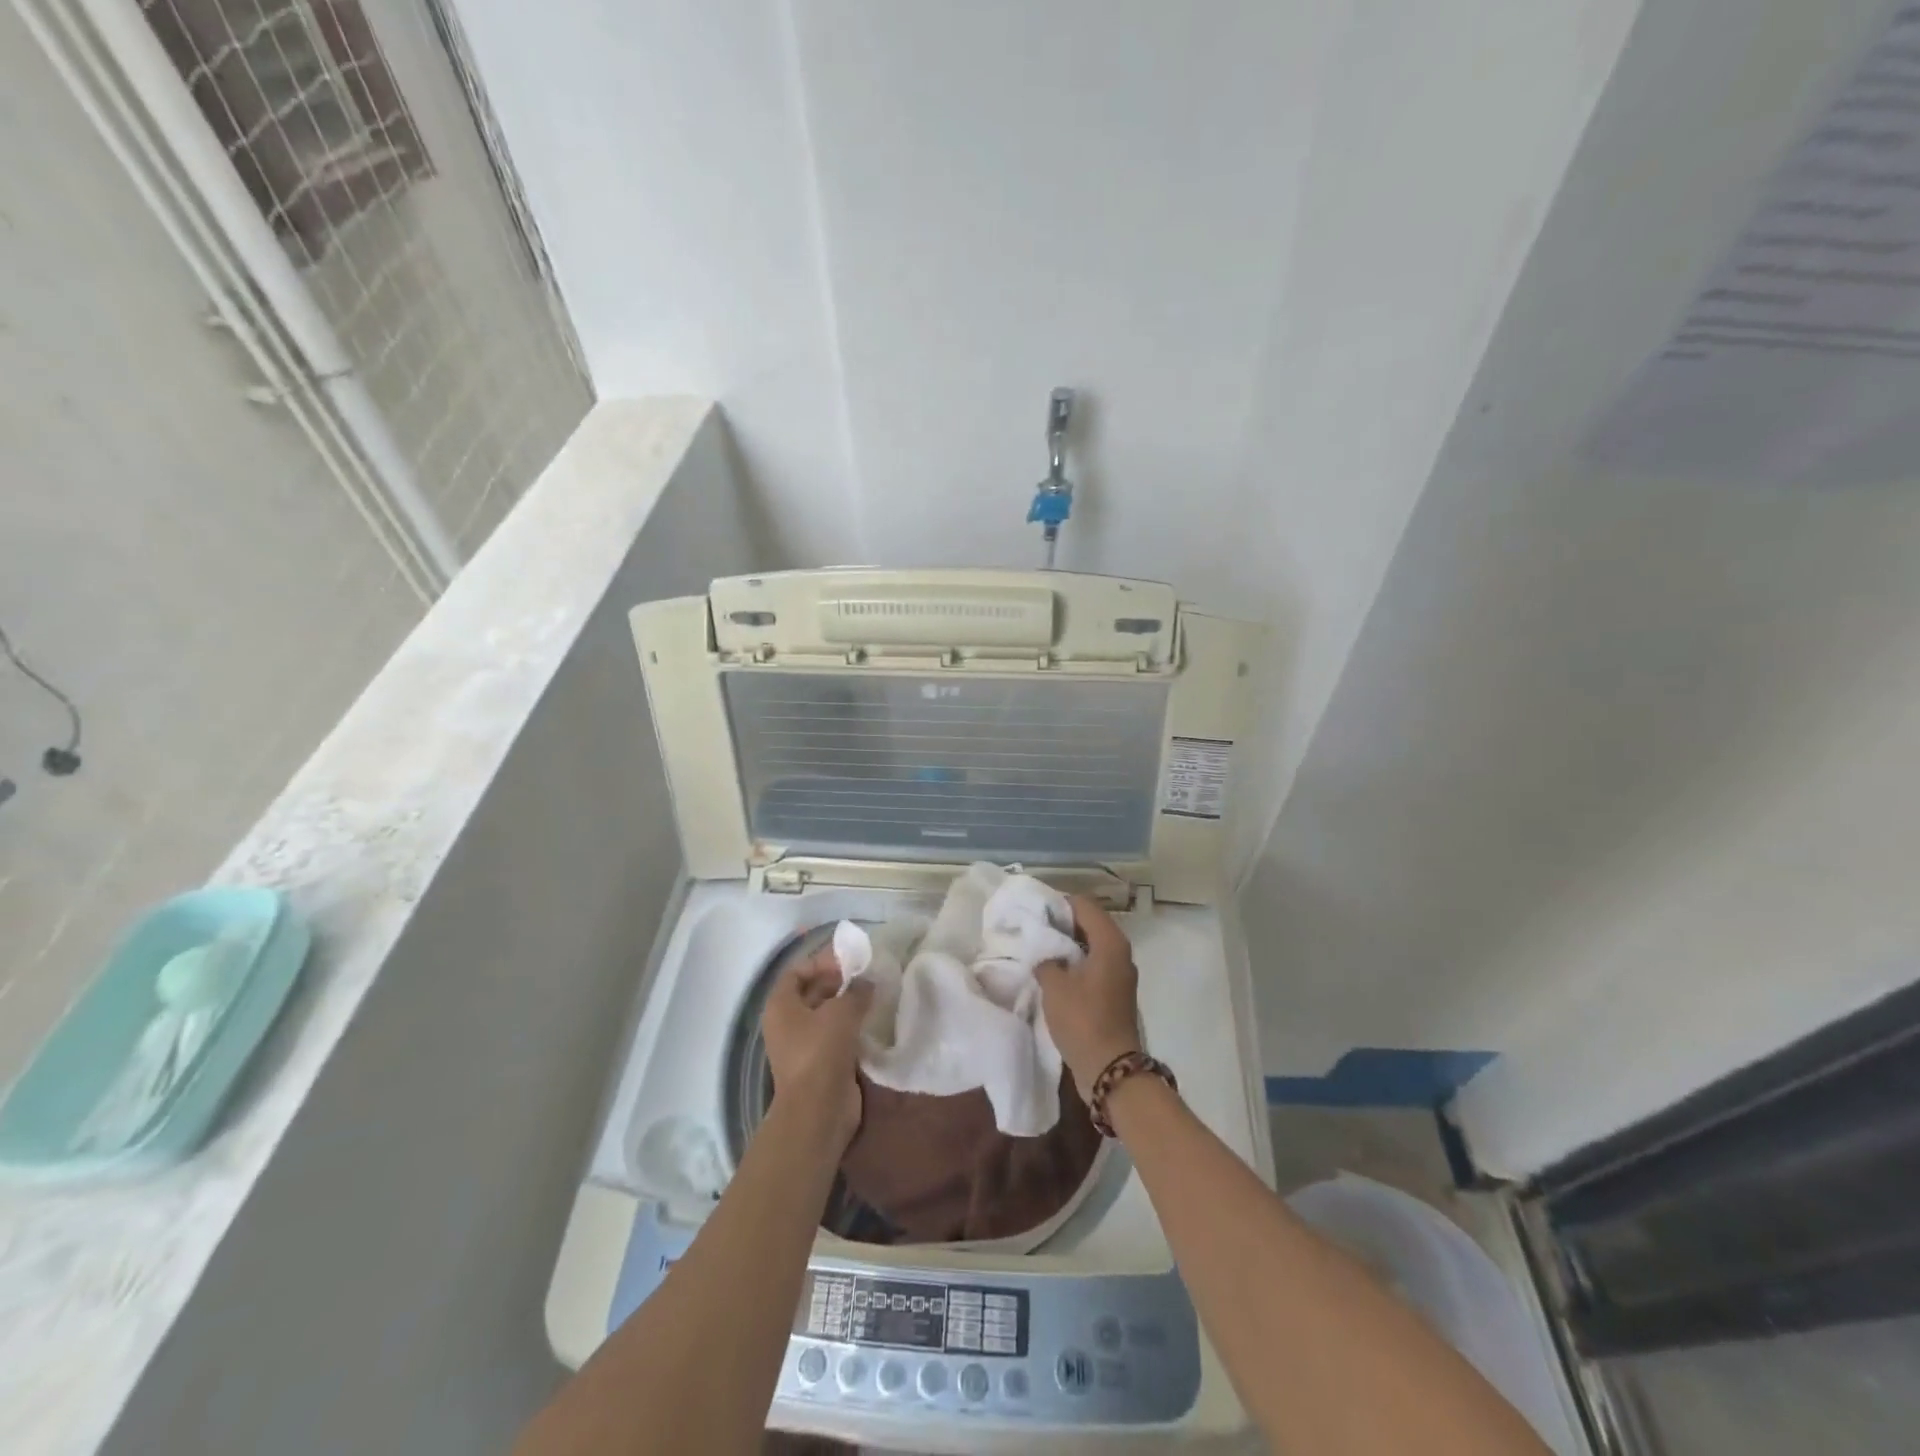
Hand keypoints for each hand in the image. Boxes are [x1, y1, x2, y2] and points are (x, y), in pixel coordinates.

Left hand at [761, 942, 872, 1153]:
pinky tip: (872, 1020)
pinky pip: (835, 1036)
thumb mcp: (842, 1012)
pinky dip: (851, 1027)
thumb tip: (867, 982)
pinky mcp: (820, 1063)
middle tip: (867, 975)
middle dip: (838, 982)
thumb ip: (856, 991)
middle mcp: (787, 1023)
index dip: (820, 962)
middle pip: (811, 992)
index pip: (797, 972)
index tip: (848, 961)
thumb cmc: (821, 1051)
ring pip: (825, 1015)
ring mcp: (802, 1045)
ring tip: (873, 994)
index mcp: (781, 1005)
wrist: (818, 1110)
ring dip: (847, 1005)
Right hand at [1036, 895, 1142, 1102]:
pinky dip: (1076, 962)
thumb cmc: (1082, 1020)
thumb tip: (1045, 953)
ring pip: (1092, 944)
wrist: (1110, 1069)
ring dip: (1068, 944)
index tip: (1034, 912)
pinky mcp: (1116, 991)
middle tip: (1034, 929)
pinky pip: (1094, 964)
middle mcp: (1120, 951)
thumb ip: (1046, 959)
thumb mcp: (1055, 985)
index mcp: (1110, 942)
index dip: (1058, 904)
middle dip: (1062, 924)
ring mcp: (1120, 973)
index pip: (1084, 905)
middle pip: (1090, 923)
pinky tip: (1054, 972)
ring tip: (1041, 949)